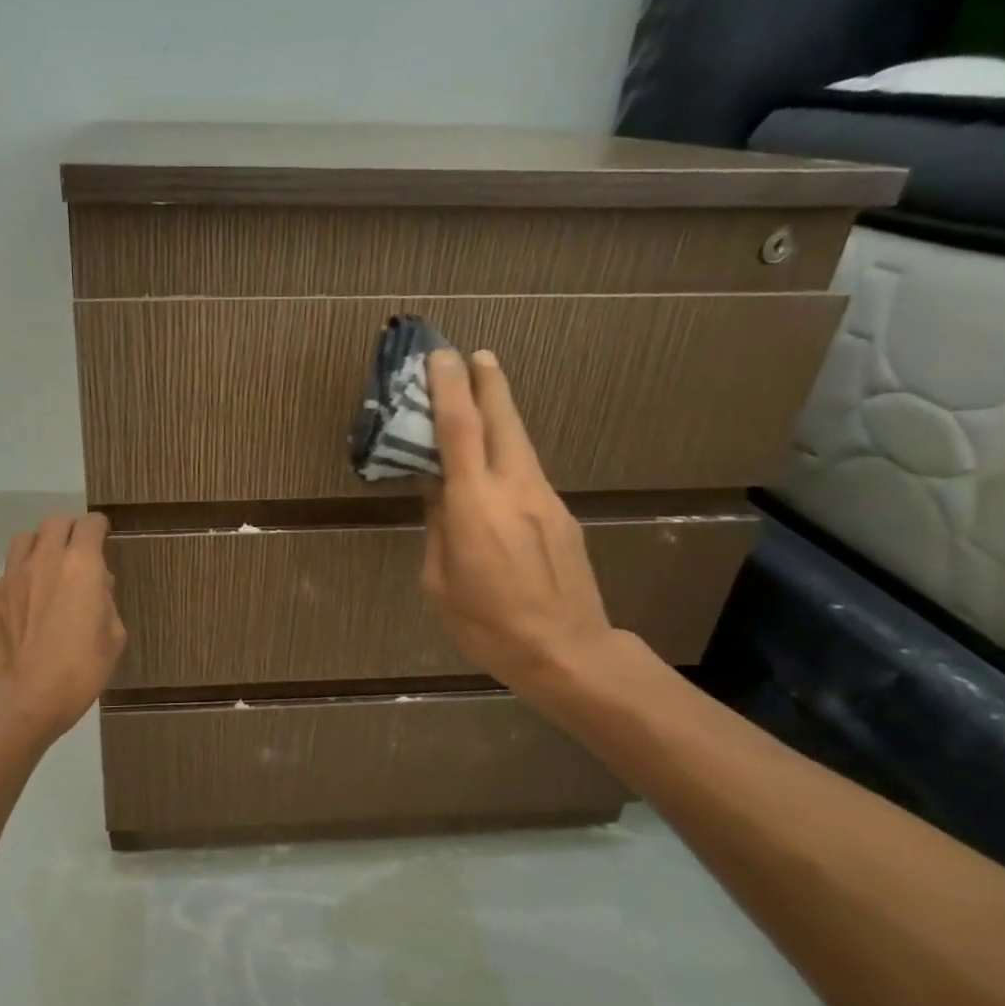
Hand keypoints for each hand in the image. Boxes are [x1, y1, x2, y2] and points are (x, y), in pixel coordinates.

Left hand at [0, 514, 127, 741]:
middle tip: (74, 551)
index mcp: (82, 565)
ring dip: (35, 545)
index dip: (98, 528)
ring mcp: (9, 576)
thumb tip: (96, 585)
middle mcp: (44, 560)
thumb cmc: (80, 670)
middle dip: (68, 530)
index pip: (90, 525)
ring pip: (22, 539)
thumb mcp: (114, 637)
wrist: (26, 699)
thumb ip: (107, 602)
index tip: (102, 537)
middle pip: (55, 523)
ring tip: (40, 564)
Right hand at [420, 350, 628, 711]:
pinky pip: (530, 472)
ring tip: (486, 396)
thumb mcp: (440, 581)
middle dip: (488, 383)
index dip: (448, 388)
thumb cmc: (487, 624)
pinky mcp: (563, 515)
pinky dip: (511, 454)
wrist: (567, 651)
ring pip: (521, 442)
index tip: (440, 356)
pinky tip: (499, 469)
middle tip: (477, 354)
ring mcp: (546, 499)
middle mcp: (514, 488)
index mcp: (474, 505)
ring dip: (502, 413)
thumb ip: (438, 526)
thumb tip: (437, 489)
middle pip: (502, 420)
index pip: (458, 430)